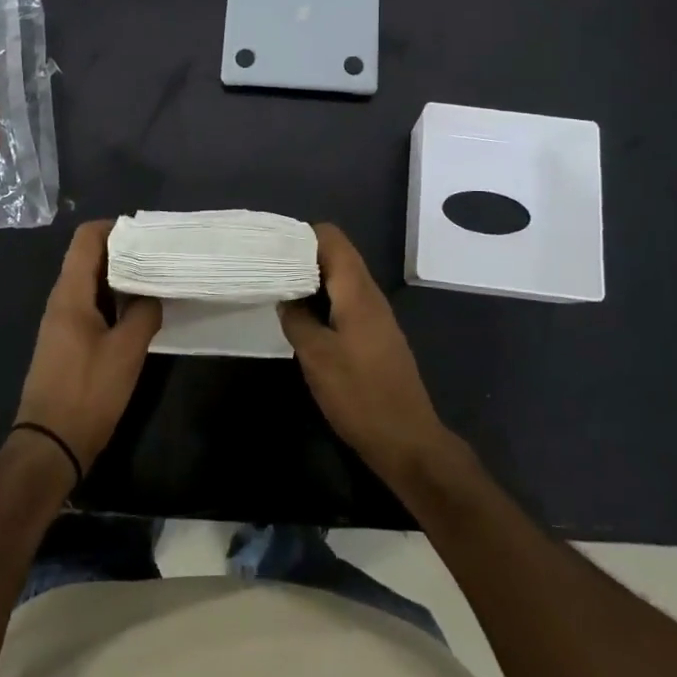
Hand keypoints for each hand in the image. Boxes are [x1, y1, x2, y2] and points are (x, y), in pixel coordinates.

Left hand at [14, 220, 162, 471]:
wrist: (49, 447)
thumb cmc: (88, 392)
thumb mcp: (127, 351)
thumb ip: (144, 313)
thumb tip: (153, 294)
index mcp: (70, 294)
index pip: (86, 238)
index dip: (115, 228)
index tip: (147, 235)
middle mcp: (61, 300)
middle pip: (89, 258)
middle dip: (124, 252)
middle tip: (160, 256)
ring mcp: (61, 323)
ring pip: (91, 283)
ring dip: (120, 278)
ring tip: (155, 281)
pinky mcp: (66, 343)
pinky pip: (90, 305)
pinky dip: (113, 301)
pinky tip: (138, 313)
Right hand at [280, 223, 461, 490]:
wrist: (408, 441)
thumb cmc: (360, 395)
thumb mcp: (317, 357)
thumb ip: (297, 319)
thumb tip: (285, 296)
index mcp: (357, 290)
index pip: (332, 238)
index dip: (301, 236)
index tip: (272, 248)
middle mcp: (370, 294)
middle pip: (337, 255)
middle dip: (303, 257)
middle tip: (269, 270)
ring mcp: (376, 316)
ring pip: (341, 280)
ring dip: (313, 281)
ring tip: (280, 292)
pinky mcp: (376, 336)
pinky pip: (347, 301)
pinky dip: (324, 301)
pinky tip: (304, 320)